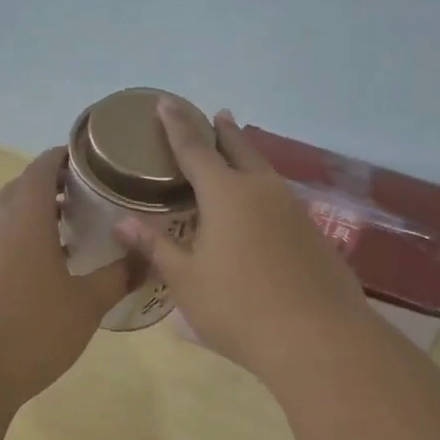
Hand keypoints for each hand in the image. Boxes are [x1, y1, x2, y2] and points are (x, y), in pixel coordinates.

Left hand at [0, 147, 136, 408]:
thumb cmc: (32, 331)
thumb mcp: (87, 304)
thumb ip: (119, 275)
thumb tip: (148, 256)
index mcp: (25, 216)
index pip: (43, 166)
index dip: (67, 155)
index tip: (97, 159)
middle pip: (24, 186)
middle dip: (56, 183)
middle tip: (93, 194)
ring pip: (10, 213)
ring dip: (39, 211)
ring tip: (76, 228)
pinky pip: (1, 239)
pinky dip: (25, 236)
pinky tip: (50, 265)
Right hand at [113, 100, 369, 380]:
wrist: (317, 338)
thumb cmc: (238, 308)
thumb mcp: (187, 280)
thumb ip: (156, 247)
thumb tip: (122, 222)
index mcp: (226, 194)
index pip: (194, 148)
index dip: (177, 125)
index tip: (165, 101)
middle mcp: (263, 190)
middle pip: (239, 150)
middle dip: (223, 132)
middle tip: (215, 115)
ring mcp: (293, 210)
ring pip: (265, 172)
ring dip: (248, 157)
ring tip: (237, 152)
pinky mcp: (313, 233)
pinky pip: (280, 198)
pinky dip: (263, 190)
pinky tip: (262, 208)